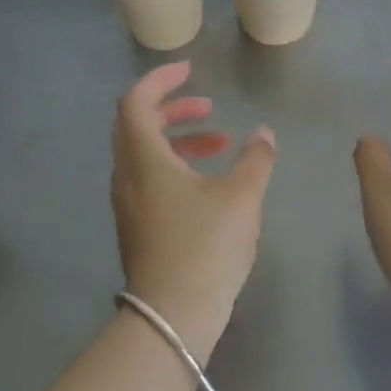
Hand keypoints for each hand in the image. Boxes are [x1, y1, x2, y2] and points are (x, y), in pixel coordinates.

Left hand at [110, 63, 276, 356]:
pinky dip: (173, 165)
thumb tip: (264, 134)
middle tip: (207, 107)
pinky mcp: (136, 227)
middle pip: (136, 125)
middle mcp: (127, 176)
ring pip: (143, 154)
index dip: (160, 80)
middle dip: (172, 108)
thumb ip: (256, 159)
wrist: (172, 318)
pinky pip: (147, 178)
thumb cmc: (205, 247)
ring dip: (177, 139)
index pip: (136, 101)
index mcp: (143, 158)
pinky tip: (207, 184)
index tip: (190, 72)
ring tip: (219, 144)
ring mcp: (128, 204)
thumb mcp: (242, 197)